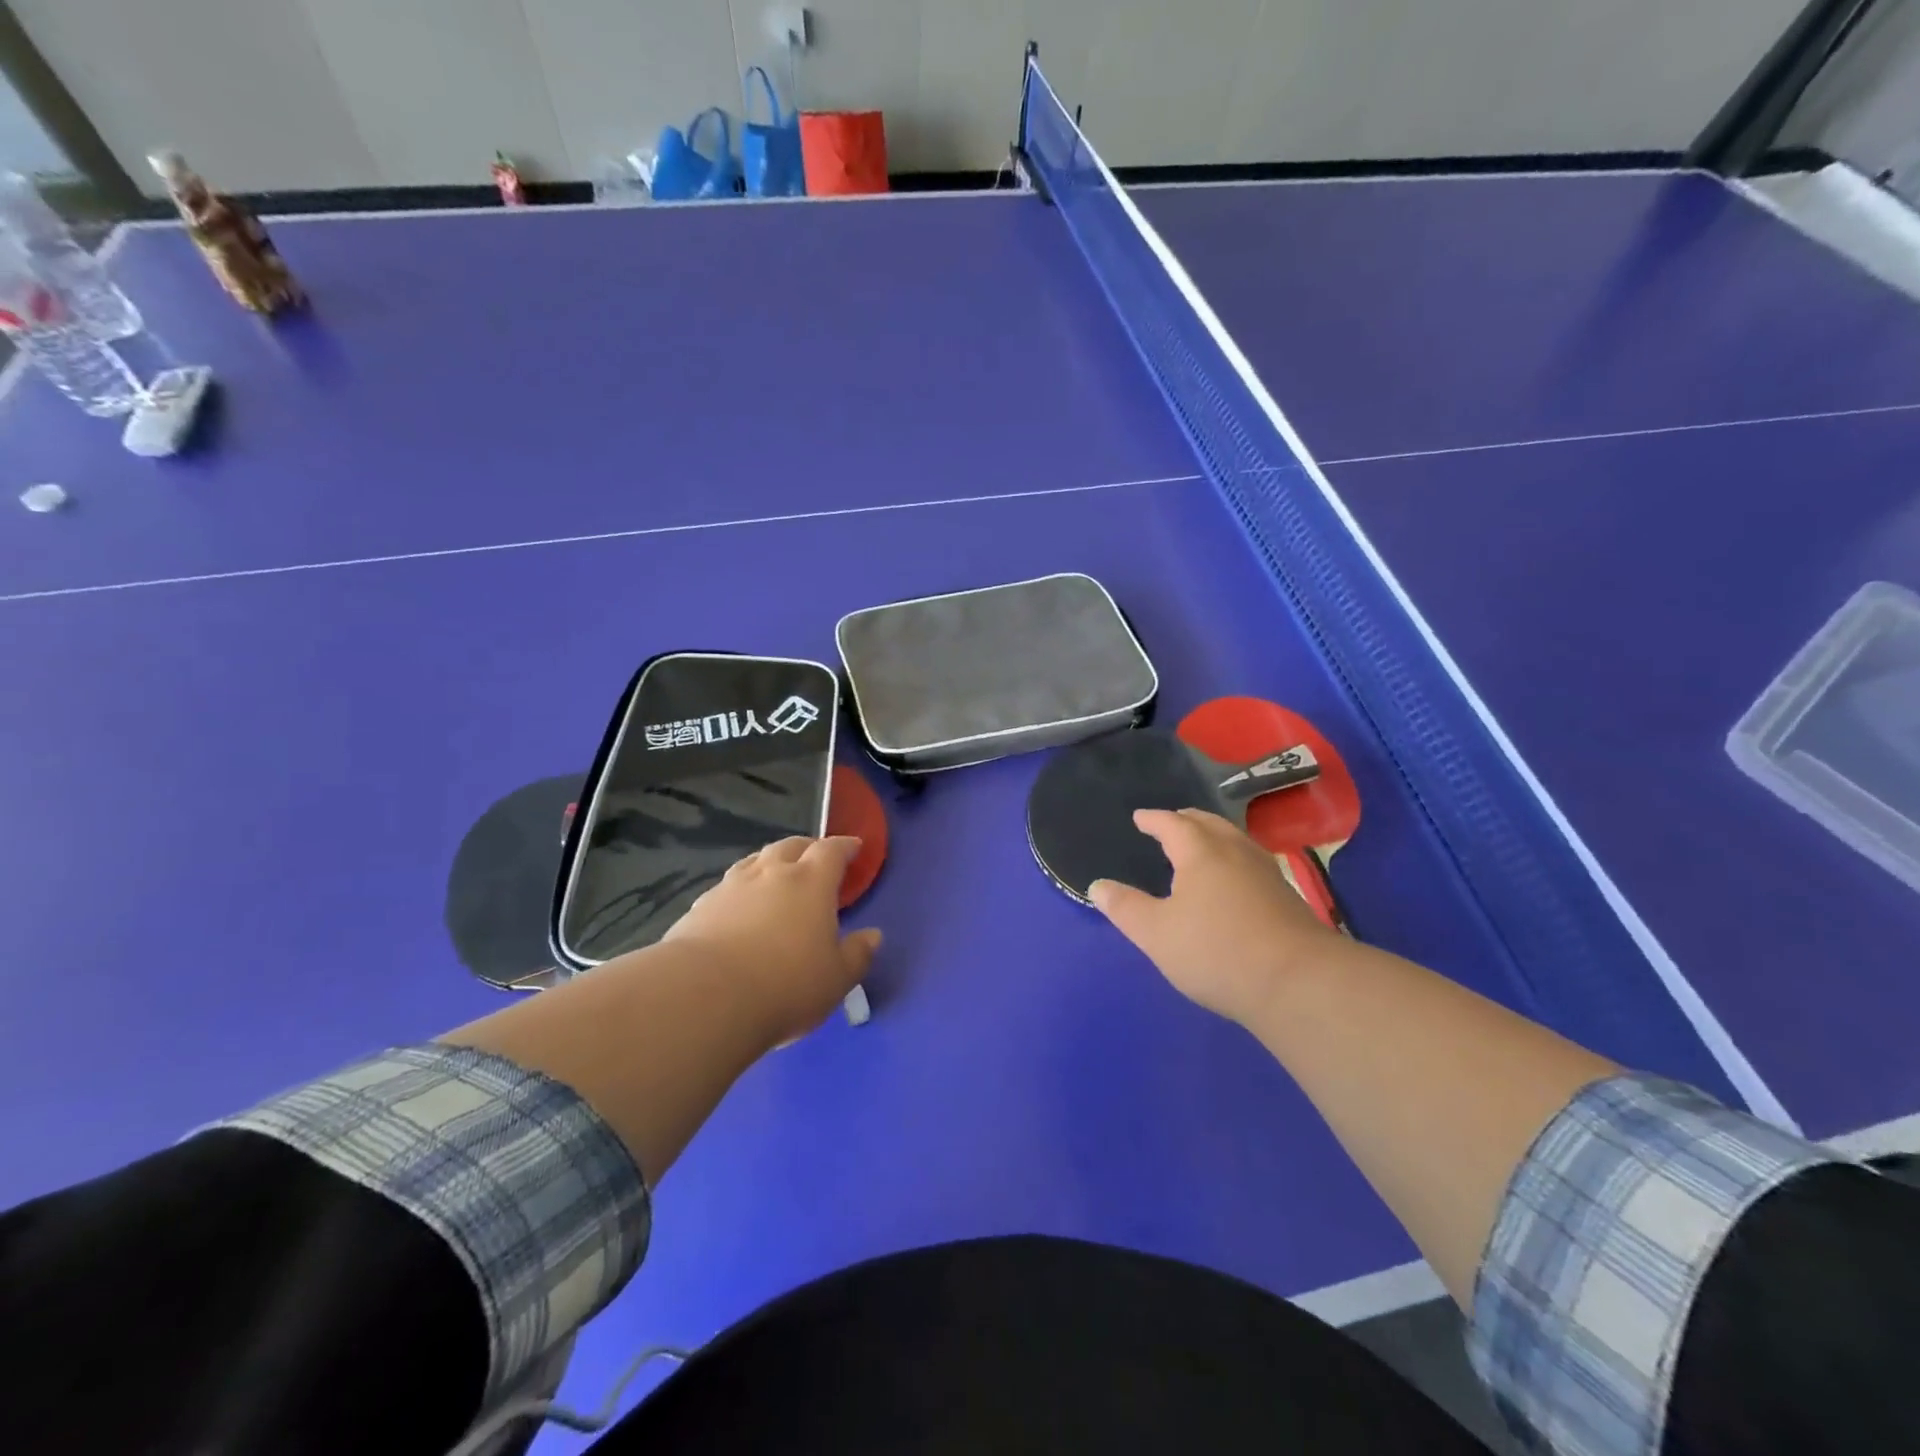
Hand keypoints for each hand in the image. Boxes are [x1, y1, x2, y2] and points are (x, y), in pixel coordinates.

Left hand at [664, 836, 880, 1046]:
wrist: (705, 997)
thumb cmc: (786, 984)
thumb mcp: (836, 979)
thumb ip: (857, 954)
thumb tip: (873, 936)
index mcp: (811, 882)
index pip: (832, 851)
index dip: (845, 846)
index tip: (854, 847)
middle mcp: (771, 873)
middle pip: (790, 846)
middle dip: (806, 848)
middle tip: (815, 860)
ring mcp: (731, 887)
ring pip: (754, 861)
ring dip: (769, 863)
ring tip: (774, 877)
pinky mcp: (699, 908)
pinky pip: (726, 888)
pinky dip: (739, 891)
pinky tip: (737, 909)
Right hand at [1089, 809, 1336, 1025]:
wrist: (1298, 982)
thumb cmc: (1215, 951)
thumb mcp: (1155, 933)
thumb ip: (1125, 907)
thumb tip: (1097, 885)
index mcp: (1200, 853)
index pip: (1172, 824)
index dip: (1154, 819)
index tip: (1140, 817)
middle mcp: (1235, 852)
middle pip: (1209, 824)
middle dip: (1186, 820)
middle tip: (1171, 822)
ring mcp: (1266, 873)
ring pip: (1235, 841)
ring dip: (1213, 836)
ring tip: (1201, 846)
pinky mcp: (1287, 897)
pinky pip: (1251, 862)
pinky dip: (1233, 858)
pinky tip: (1233, 880)